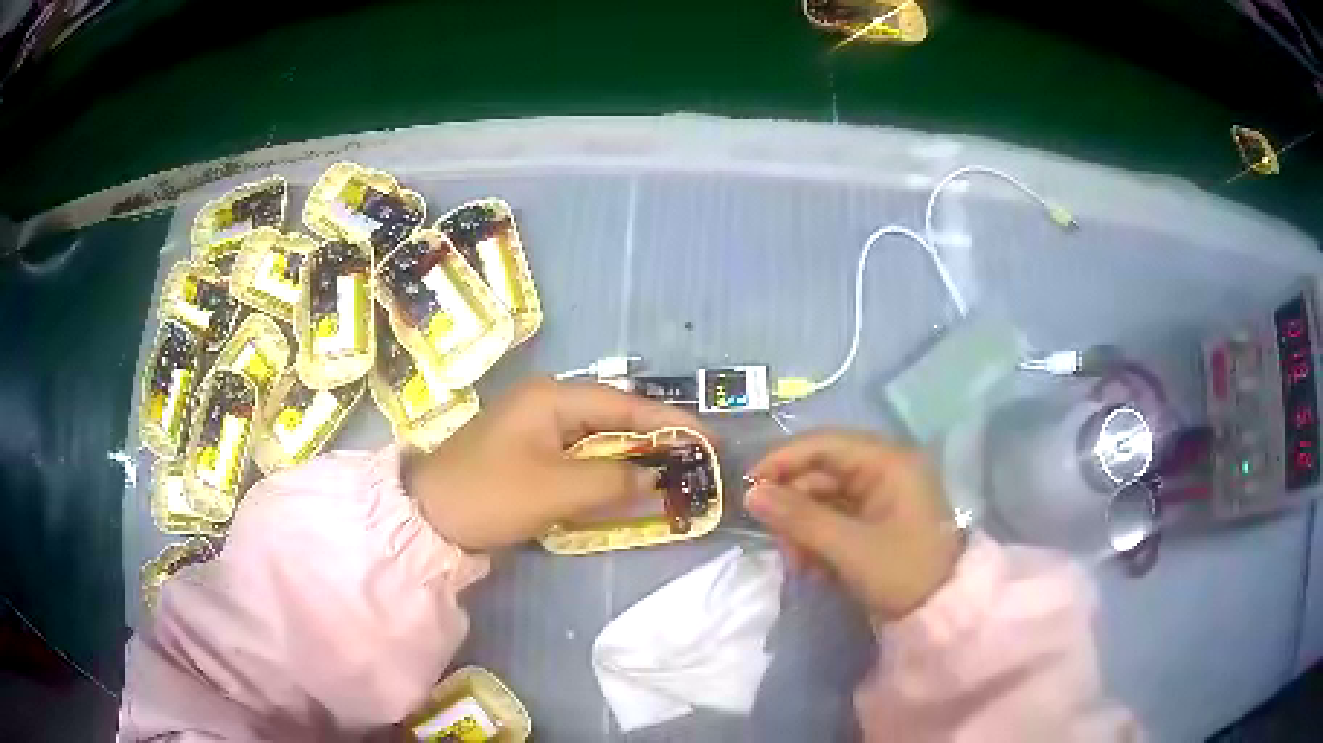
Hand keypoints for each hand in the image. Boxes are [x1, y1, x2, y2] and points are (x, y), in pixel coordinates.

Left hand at [404, 379, 707, 550]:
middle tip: (695, 458)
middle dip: (654, 438)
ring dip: (631, 455)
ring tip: (671, 471)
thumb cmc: (490, 495)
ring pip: (596, 438)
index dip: (670, 422)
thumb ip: (613, 481)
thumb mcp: (556, 489)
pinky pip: (577, 455)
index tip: (709, 438)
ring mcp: (533, 427)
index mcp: (551, 397)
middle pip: (613, 417)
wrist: (428, 516)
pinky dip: (604, 470)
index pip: (625, 405)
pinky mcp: (527, 452)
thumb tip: (656, 479)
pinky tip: (625, 483)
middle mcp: (545, 402)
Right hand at [744, 430, 963, 620]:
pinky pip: (836, 520)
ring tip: (799, 566)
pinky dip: (819, 541)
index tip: (748, 487)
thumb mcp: (849, 547)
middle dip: (794, 508)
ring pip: (824, 500)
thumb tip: (751, 493)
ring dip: (804, 530)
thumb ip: (799, 518)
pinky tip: (814, 570)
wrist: (943, 613)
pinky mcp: (877, 521)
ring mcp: (882, 496)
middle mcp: (884, 470)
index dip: (783, 460)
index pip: (824, 444)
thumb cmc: (903, 573)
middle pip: (822, 473)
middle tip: (778, 544)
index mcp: (888, 462)